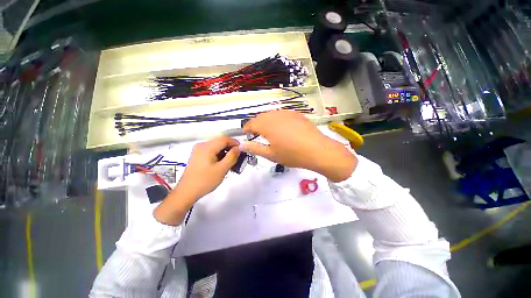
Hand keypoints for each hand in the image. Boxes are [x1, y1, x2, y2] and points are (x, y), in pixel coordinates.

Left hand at [154, 137, 239, 225]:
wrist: (186, 192)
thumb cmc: (205, 180)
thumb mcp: (222, 169)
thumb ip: (232, 157)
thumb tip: (238, 148)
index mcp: (207, 147)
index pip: (224, 139)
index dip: (235, 142)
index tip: (242, 149)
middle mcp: (201, 145)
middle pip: (219, 142)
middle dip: (230, 148)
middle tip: (238, 156)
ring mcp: (198, 151)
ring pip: (216, 147)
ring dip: (225, 152)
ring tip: (232, 161)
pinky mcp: (197, 156)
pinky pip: (211, 151)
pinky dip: (219, 155)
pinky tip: (222, 163)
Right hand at [241, 110, 356, 181]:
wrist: (317, 150)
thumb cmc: (292, 154)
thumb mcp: (271, 154)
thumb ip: (255, 148)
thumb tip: (242, 145)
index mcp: (267, 125)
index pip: (251, 123)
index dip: (247, 128)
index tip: (245, 134)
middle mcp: (275, 115)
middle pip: (261, 117)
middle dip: (256, 124)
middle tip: (256, 134)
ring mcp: (287, 113)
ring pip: (272, 114)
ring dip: (267, 121)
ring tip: (269, 131)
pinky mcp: (297, 114)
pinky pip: (282, 114)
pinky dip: (278, 120)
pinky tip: (283, 128)